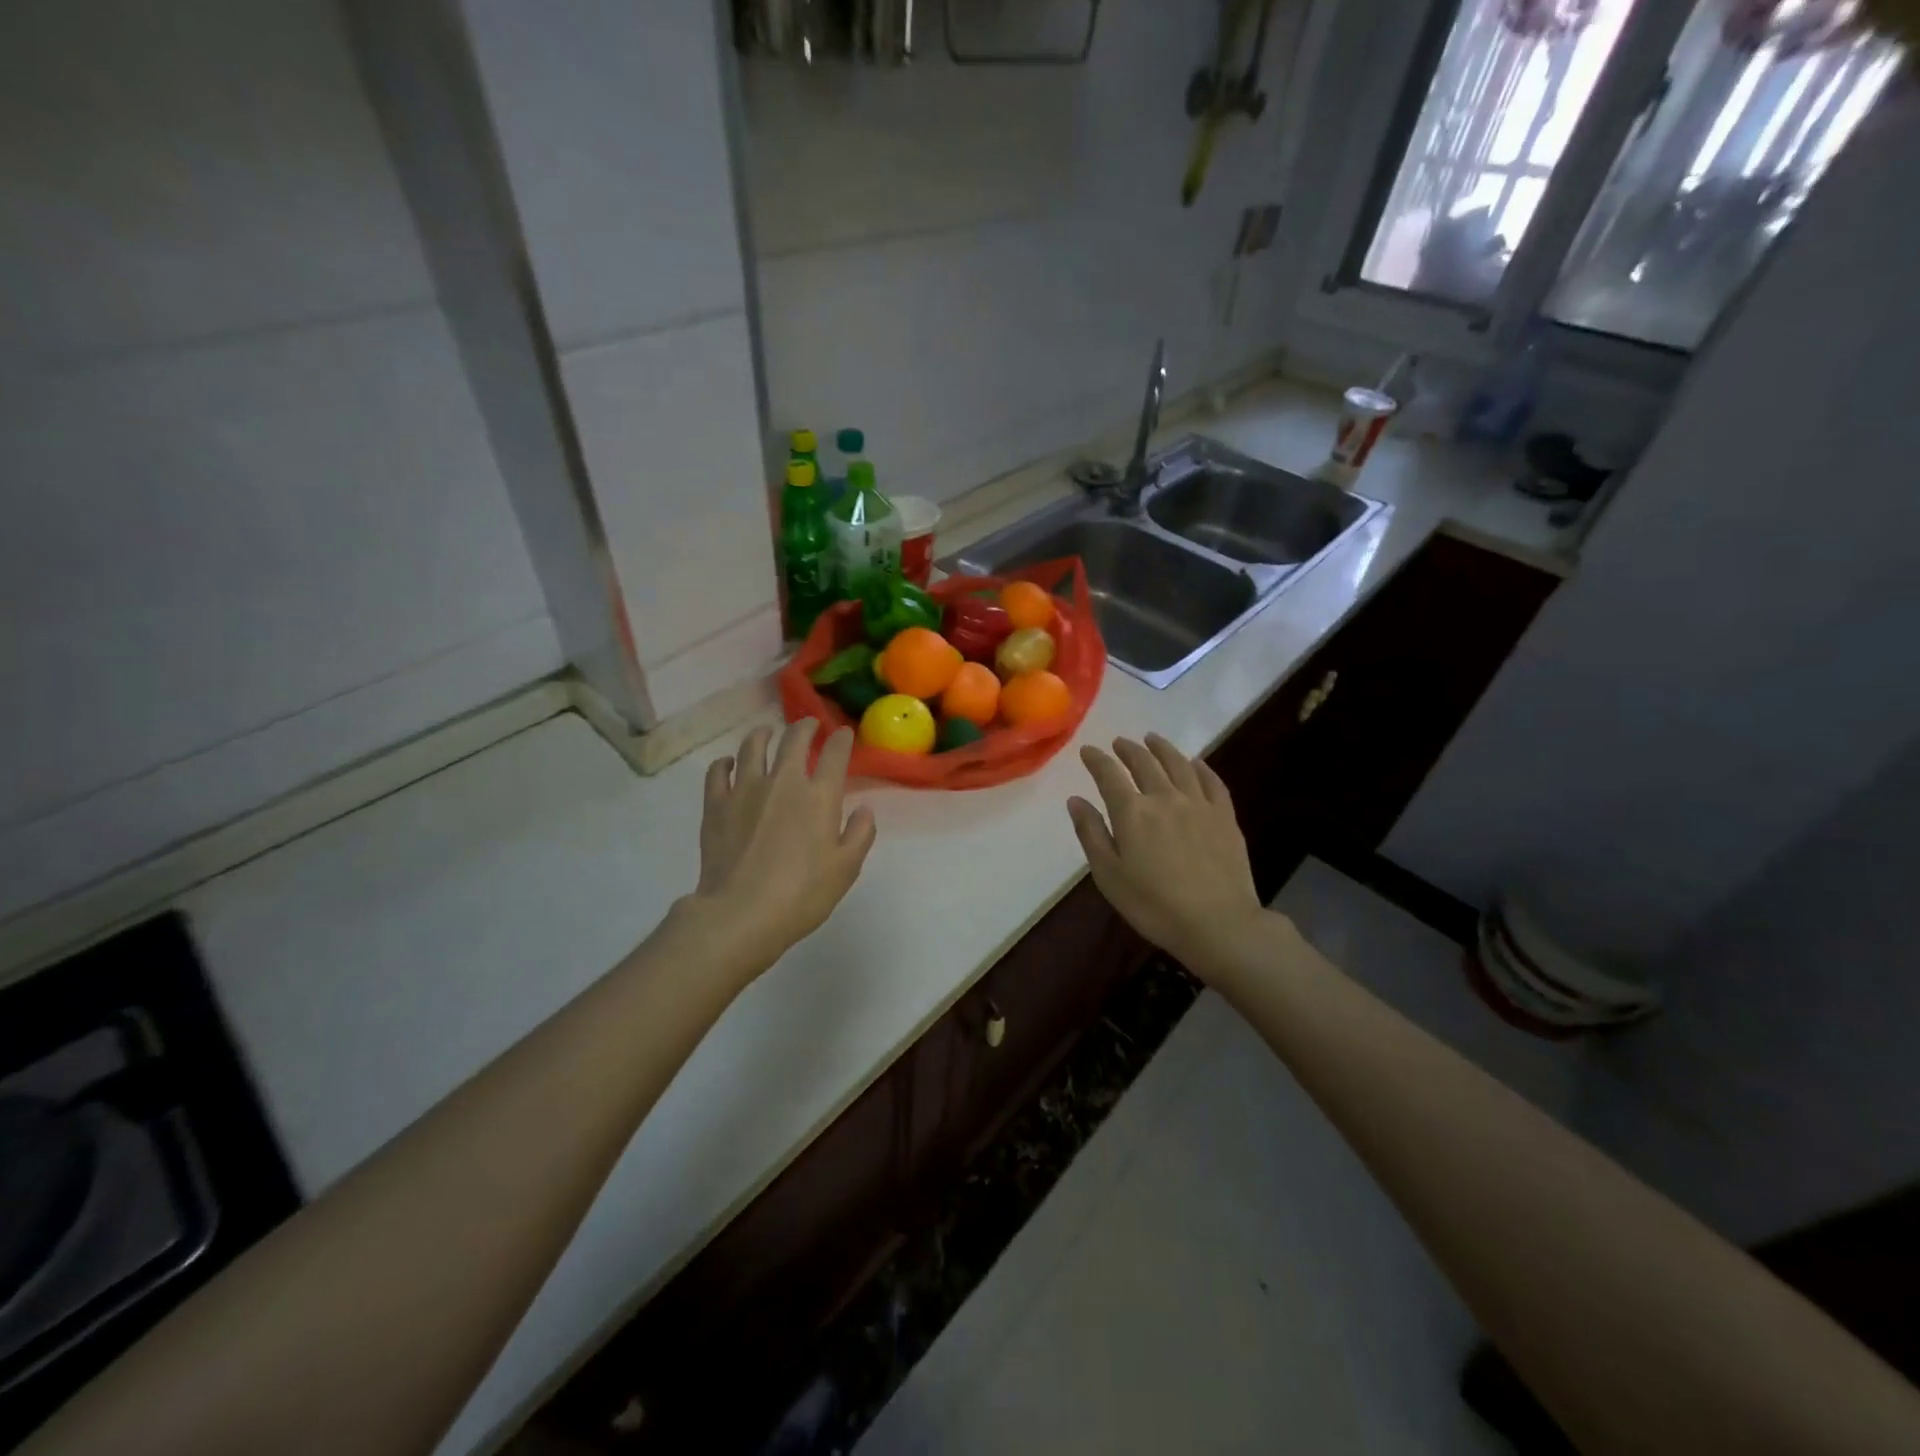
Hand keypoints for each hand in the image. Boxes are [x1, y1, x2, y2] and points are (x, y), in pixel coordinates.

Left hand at [681, 719, 876, 982]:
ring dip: (763, 734)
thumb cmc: (802, 894)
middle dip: (805, 727)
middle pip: (793, 739)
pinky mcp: (716, 804)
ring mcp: (745, 789)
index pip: (834, 753)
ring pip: (753, 746)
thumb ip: (859, 834)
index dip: (840, 739)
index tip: (843, 734)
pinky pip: (718, 771)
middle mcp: (783, 781)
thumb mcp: (845, 869)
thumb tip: (864, 809)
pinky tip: (729, 764)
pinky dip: (725, 763)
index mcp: (819, 795)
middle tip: (809, 725)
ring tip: (767, 732)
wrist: (741, 913)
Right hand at [1068, 734, 1266, 978]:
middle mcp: (1164, 797)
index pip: (1109, 774)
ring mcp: (1199, 804)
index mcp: (1132, 812)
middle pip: (1144, 763)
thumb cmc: (1154, 905)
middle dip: (1128, 749)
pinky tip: (1195, 763)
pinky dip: (1200, 767)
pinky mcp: (1224, 816)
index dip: (1096, 759)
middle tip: (1119, 743)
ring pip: (1178, 764)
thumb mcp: (1109, 875)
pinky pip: (1212, 781)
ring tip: (1152, 739)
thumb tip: (1076, 800)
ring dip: (1162, 748)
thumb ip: (1092, 834)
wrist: (1218, 923)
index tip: (1088, 751)